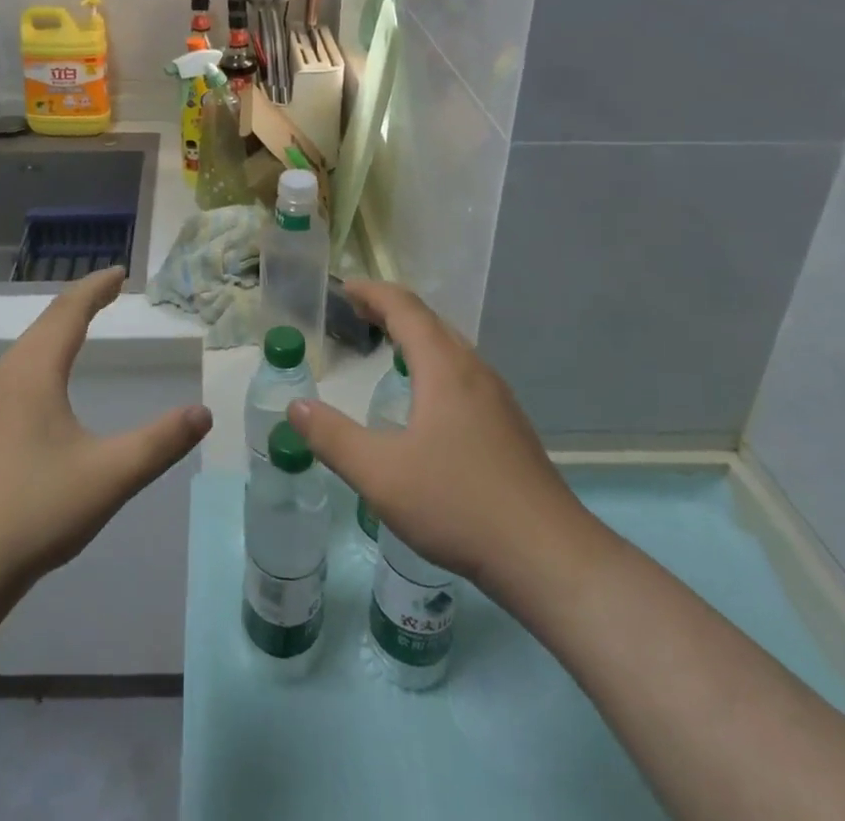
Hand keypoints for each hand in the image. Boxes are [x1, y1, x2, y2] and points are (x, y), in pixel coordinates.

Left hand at [0, 267, 212, 600]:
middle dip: (79, 301)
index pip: (69, 312)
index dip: (96, 288)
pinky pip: (19, 370)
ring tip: (83, 323)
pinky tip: (48, 380)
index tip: (119, 272)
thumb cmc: (34, 512)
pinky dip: (43, 353)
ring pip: (28, 347)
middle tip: (108, 289)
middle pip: (46, 322)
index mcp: (36, 372)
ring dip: (58, 327)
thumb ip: (160, 443)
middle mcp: (8, 377)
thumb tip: (204, 412)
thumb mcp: (109, 476)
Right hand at [288, 281, 593, 595]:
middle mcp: (474, 371)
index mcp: (444, 368)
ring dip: (416, 337)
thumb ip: (333, 438)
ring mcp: (497, 399)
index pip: (405, 308)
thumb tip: (296, 406)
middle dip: (392, 310)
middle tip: (358, 313)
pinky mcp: (509, 426)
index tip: (345, 288)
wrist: (547, 557)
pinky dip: (434, 364)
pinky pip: (463, 374)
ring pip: (451, 348)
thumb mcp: (381, 475)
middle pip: (431, 322)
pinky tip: (427, 400)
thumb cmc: (458, 504)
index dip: (373, 293)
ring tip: (388, 347)